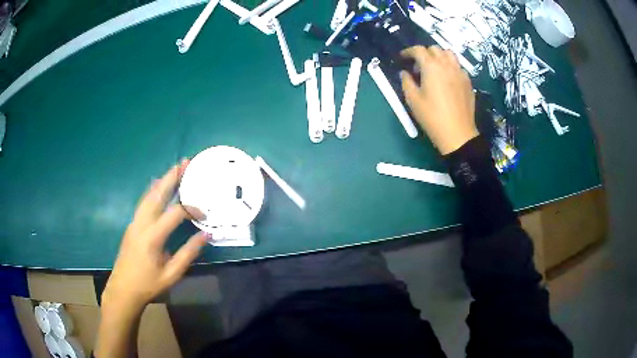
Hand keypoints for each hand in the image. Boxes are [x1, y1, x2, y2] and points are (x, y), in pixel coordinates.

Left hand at [102, 160, 206, 311]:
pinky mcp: (132, 225)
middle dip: (172, 177)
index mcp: (152, 237)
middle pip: (157, 194)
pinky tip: (159, 187)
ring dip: (162, 181)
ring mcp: (134, 222)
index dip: (191, 209)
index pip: (175, 213)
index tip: (205, 214)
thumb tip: (206, 234)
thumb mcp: (172, 273)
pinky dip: (154, 190)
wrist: (123, 289)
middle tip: (185, 162)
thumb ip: (188, 253)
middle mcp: (141, 223)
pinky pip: (144, 202)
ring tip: (175, 169)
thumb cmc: (148, 284)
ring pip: (148, 195)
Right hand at [401, 46, 477, 154]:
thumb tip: (405, 73)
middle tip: (418, 67)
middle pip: (434, 49)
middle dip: (424, 53)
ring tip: (434, 69)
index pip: (418, 50)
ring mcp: (460, 72)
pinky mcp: (468, 81)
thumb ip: (406, 82)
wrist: (457, 134)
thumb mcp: (413, 100)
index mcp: (431, 66)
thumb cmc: (432, 117)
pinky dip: (450, 66)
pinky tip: (447, 79)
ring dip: (439, 56)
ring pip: (449, 54)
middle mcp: (447, 64)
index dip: (408, 51)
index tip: (403, 58)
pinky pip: (458, 66)